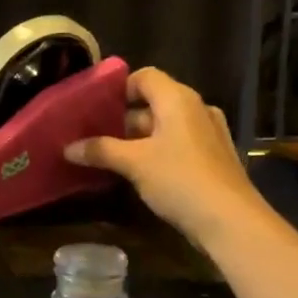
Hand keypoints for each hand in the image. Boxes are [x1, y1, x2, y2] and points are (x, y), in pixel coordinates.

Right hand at [65, 67, 265, 250]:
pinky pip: (179, 144)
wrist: (230, 220)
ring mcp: (208, 134)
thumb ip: (100, 150)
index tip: (95, 109)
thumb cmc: (179, 180)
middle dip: (123, 119)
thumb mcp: (134, 163)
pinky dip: (158, 152)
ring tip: (110, 157)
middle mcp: (196, 109)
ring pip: (166, 126)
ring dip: (139, 139)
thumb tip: (68, 148)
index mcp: (178, 99)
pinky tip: (140, 174)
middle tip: (94, 136)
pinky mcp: (213, 158)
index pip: (144, 77)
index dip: (119, 89)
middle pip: (154, 102)